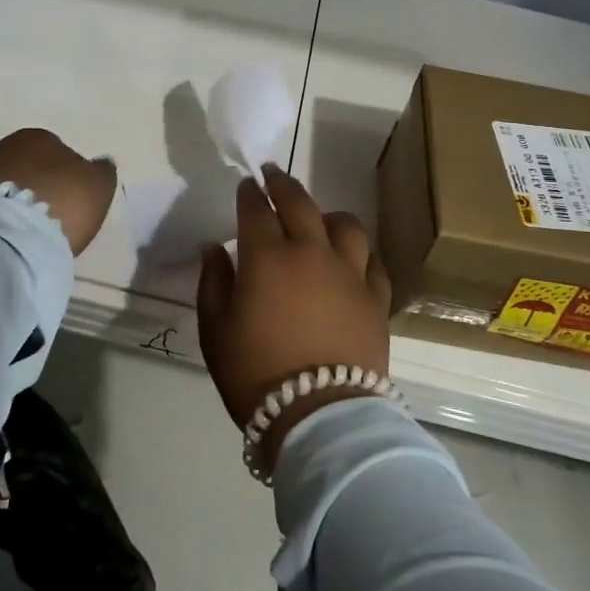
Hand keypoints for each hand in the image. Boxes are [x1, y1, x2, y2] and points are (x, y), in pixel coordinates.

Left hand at [0, 128, 116, 254]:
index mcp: (41, 136)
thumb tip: (100, 163)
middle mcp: (6, 145)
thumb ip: (102, 171)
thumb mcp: (99, 186)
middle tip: (50, 215)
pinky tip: (8, 234)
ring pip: (6, 185)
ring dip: (15, 201)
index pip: (59, 152)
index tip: (71, 201)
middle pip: (29, 167)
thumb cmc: (61, 202)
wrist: (7, 234)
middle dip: (38, 186)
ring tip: (27, 229)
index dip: (67, 177)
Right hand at [196, 165, 391, 472]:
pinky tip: (353, 257)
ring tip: (320, 217)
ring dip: (328, 214)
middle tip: (273, 175)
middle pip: (299, 204)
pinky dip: (360, 252)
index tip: (246, 184)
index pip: (256, 211)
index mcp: (268, 257)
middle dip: (282, 185)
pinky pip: (372, 261)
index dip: (249, 194)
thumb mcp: (216, 331)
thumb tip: (214, 248)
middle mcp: (311, 252)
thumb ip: (213, 283)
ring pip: (345, 225)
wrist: (320, 415)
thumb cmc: (256, 374)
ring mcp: (350, 273)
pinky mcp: (376, 298)